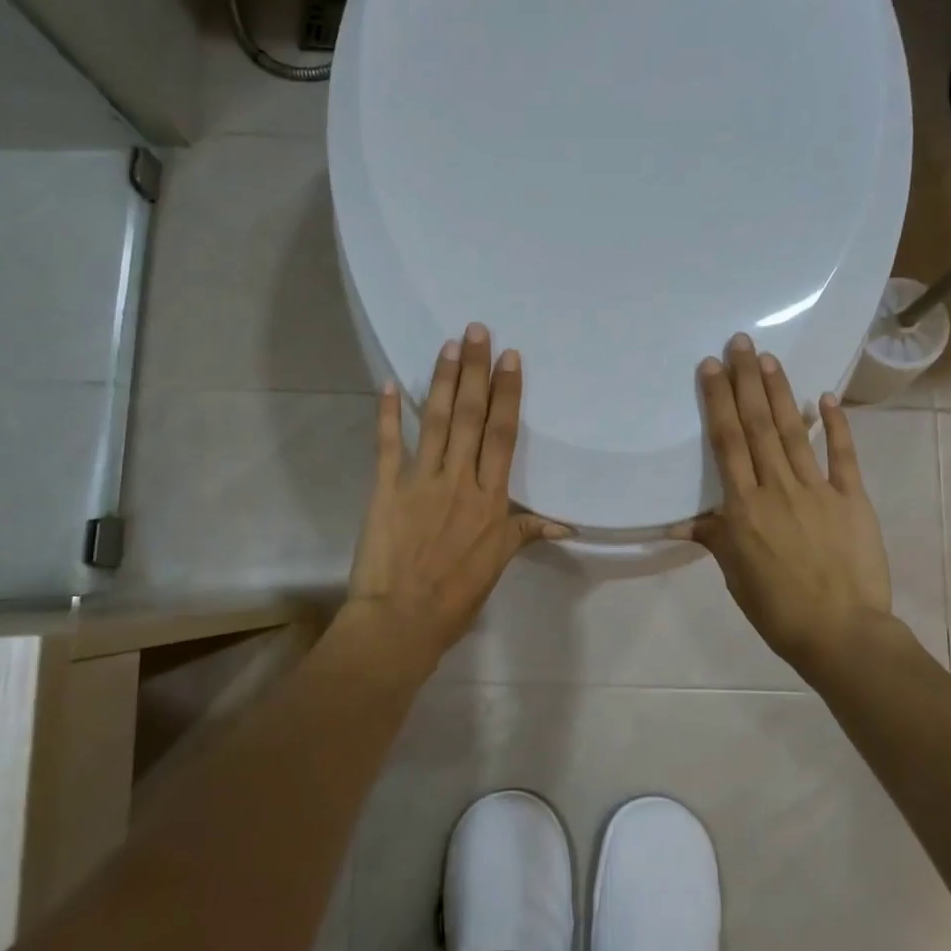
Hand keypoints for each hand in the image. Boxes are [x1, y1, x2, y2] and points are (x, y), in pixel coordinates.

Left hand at [343, 323, 567, 671]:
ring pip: (434, 422)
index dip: (507, 394)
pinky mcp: (385, 489)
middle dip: (475, 371)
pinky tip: (386, 385)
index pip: (503, 435)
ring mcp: (420, 482)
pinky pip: (387, 446)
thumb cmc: (455, 596)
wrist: (401, 620)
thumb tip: (565, 524)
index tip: (509, 358)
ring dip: (440, 381)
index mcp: (490, 499)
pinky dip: (385, 415)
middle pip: (470, 417)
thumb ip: (526, 533)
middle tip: (477, 330)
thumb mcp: (498, 564)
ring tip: (447, 346)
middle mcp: (459, 480)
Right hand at [673, 333, 891, 671]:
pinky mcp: (852, 499)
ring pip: (793, 432)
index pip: (728, 444)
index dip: (718, 402)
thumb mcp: (736, 576)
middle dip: (746, 381)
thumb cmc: (778, 609)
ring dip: (780, 392)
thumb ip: (714, 538)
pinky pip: (843, 455)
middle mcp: (777, 488)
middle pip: (758, 426)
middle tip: (740, 342)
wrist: (842, 633)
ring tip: (769, 358)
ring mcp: (818, 490)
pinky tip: (826, 396)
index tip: (711, 367)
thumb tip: (680, 522)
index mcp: (744, 508)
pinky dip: (836, 425)